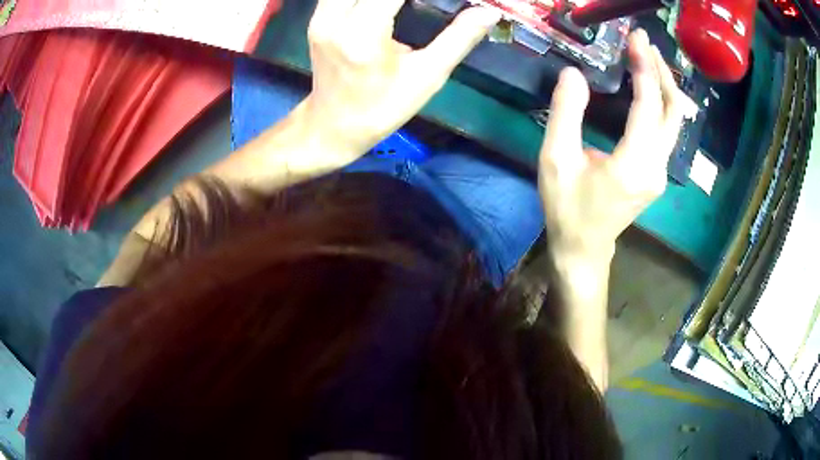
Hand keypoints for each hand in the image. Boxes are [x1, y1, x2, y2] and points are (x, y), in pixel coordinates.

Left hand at [304, 0, 499, 158]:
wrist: (333, 126)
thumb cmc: (383, 108)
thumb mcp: (427, 76)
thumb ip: (459, 38)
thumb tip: (490, 11)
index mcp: (363, 34)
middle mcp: (334, 17)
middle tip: (427, 3)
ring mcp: (321, 16)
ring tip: (407, 6)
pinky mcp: (318, 17)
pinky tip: (387, 5)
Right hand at [539, 29, 686, 263]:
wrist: (585, 248)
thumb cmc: (567, 208)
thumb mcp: (556, 159)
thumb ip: (565, 113)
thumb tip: (573, 73)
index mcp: (633, 163)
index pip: (648, 105)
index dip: (644, 68)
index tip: (637, 38)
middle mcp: (656, 167)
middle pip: (673, 111)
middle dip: (662, 72)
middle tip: (645, 44)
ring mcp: (660, 172)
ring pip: (674, 122)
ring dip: (664, 87)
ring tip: (648, 59)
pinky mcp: (657, 173)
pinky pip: (666, 132)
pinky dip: (660, 104)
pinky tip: (648, 88)